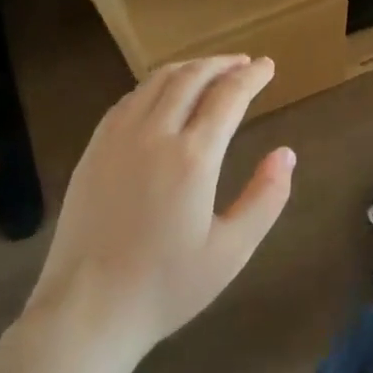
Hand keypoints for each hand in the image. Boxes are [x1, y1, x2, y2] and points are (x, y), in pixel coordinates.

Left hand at [27, 56, 293, 359]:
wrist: (87, 310)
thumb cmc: (166, 286)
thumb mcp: (231, 252)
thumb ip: (265, 199)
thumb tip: (286, 154)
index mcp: (193, 157)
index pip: (228, 96)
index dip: (252, 76)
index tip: (268, 66)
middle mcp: (154, 134)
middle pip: (192, 77)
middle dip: (222, 64)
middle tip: (243, 63)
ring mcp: (118, 138)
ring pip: (157, 81)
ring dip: (189, 68)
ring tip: (209, 70)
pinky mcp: (94, 149)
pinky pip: (129, 99)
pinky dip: (156, 85)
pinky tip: (163, 95)